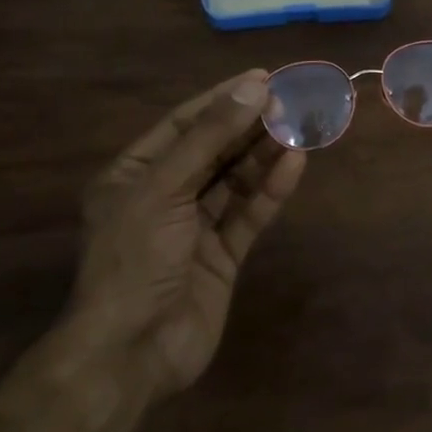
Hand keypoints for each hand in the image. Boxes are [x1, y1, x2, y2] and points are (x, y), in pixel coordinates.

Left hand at [68, 69, 306, 398]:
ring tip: (300, 126)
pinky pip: (249, 214)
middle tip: (291, 100)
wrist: (132, 353)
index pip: (183, 124)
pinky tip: (295, 164)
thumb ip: (209, 138)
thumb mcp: (163, 189)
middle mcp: (164, 196)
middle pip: (214, 150)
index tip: (262, 78)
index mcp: (133, 175)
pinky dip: (271, 190)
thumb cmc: (134, 260)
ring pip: (236, 180)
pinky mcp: (222, 256)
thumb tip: (253, 87)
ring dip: (265, 154)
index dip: (222, 99)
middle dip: (250, 125)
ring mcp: (195, 227)